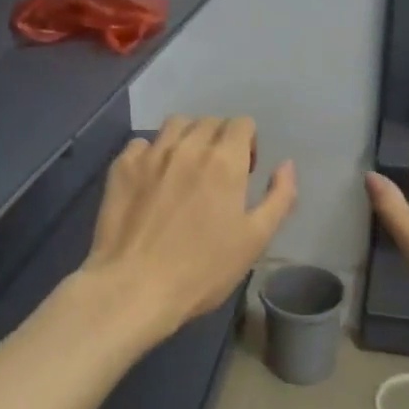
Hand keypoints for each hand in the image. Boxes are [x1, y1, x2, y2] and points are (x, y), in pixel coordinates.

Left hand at [79, 116, 297, 345]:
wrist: (135, 287)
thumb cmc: (203, 269)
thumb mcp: (256, 239)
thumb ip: (279, 197)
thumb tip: (286, 165)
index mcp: (224, 160)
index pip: (242, 124)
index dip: (248, 143)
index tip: (245, 171)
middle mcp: (188, 146)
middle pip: (209, 122)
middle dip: (220, 138)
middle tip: (218, 173)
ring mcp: (151, 154)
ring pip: (175, 124)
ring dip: (187, 138)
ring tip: (185, 168)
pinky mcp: (121, 167)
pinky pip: (141, 144)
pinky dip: (152, 153)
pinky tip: (152, 179)